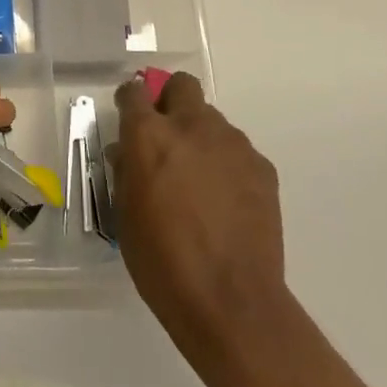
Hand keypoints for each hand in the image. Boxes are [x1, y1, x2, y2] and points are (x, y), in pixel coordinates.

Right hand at [113, 71, 294, 386]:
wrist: (230, 301)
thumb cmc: (161, 261)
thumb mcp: (125, 215)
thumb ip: (126, 172)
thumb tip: (127, 153)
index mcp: (149, 136)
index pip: (134, 92)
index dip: (130, 101)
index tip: (129, 116)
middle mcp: (191, 127)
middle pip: (182, 85)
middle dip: (171, 101)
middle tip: (168, 138)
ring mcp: (232, 144)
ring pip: (212, 120)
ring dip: (201, 138)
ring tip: (200, 182)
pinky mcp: (262, 167)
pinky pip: (238, 151)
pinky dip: (228, 165)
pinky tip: (226, 202)